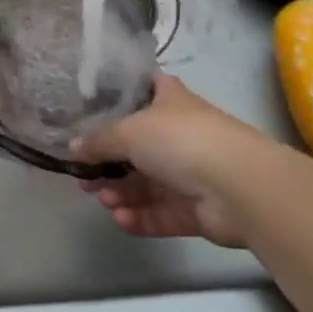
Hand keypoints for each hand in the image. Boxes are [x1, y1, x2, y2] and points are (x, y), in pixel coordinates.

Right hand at [74, 76, 267, 247]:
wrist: (239, 187)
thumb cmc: (181, 140)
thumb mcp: (129, 131)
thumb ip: (98, 141)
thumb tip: (73, 148)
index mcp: (168, 100)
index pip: (140, 92)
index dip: (116, 102)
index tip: (88, 116)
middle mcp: (179, 133)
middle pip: (138, 146)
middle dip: (110, 162)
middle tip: (84, 176)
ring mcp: (191, 172)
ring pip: (149, 183)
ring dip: (123, 192)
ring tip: (102, 200)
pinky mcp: (199, 209)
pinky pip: (163, 213)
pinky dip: (141, 217)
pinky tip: (120, 219)